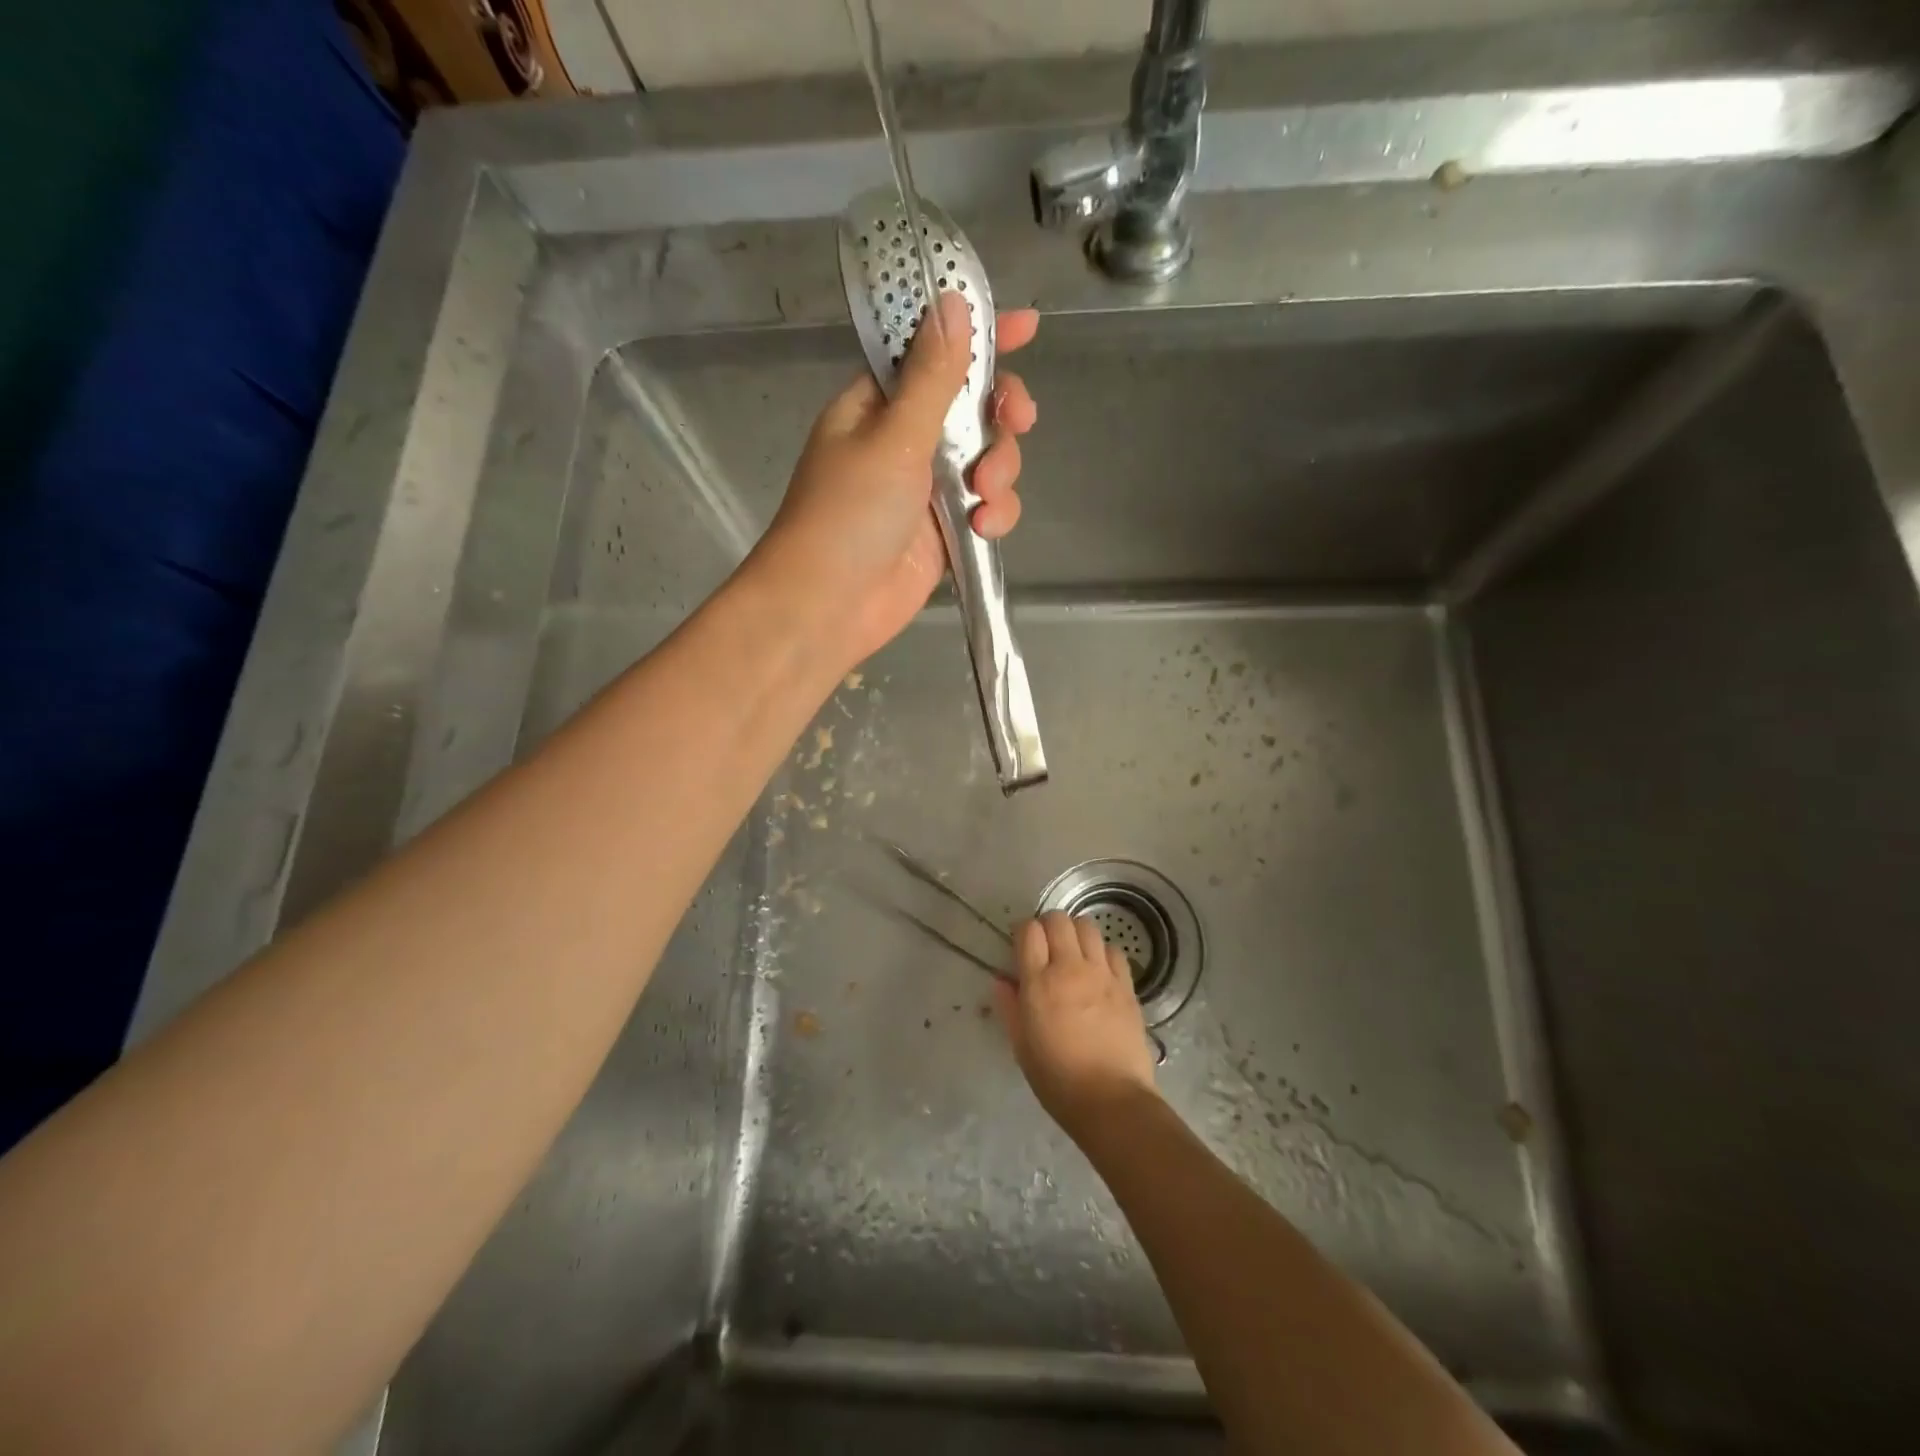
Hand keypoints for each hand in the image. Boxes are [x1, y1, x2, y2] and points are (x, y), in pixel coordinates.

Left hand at [754, 290, 1037, 667]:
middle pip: (973, 406)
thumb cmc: (849, 514)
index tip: (1026, 328)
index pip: (933, 352)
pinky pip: (986, 506)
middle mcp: (905, 439)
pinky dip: (994, 514)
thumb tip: (952, 302)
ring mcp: (926, 487)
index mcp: (880, 402)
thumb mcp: (893, 438)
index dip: (978, 335)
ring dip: (1000, 471)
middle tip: (1020, 419)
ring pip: (988, 459)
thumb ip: (932, 376)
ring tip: (984, 498)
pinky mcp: (945, 531)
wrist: (829, 606)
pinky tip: (984, 528)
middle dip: (1000, 415)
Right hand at [995, 911, 1160, 1140]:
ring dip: (1075, 934)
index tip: (1022, 946)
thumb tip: (1001, 980)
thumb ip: (1009, 1007)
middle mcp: (1070, 968)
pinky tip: (1099, 970)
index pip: (1029, 930)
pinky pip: (1113, 950)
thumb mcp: (1021, 1046)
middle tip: (1046, 947)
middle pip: (1058, 920)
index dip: (1023, 932)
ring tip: (1073, 954)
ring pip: (1088, 927)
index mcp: (1039, 983)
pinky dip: (1102, 952)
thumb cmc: (1057, 1079)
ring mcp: (1102, 974)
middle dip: (1048, 925)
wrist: (1111, 1101)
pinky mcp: (1127, 986)